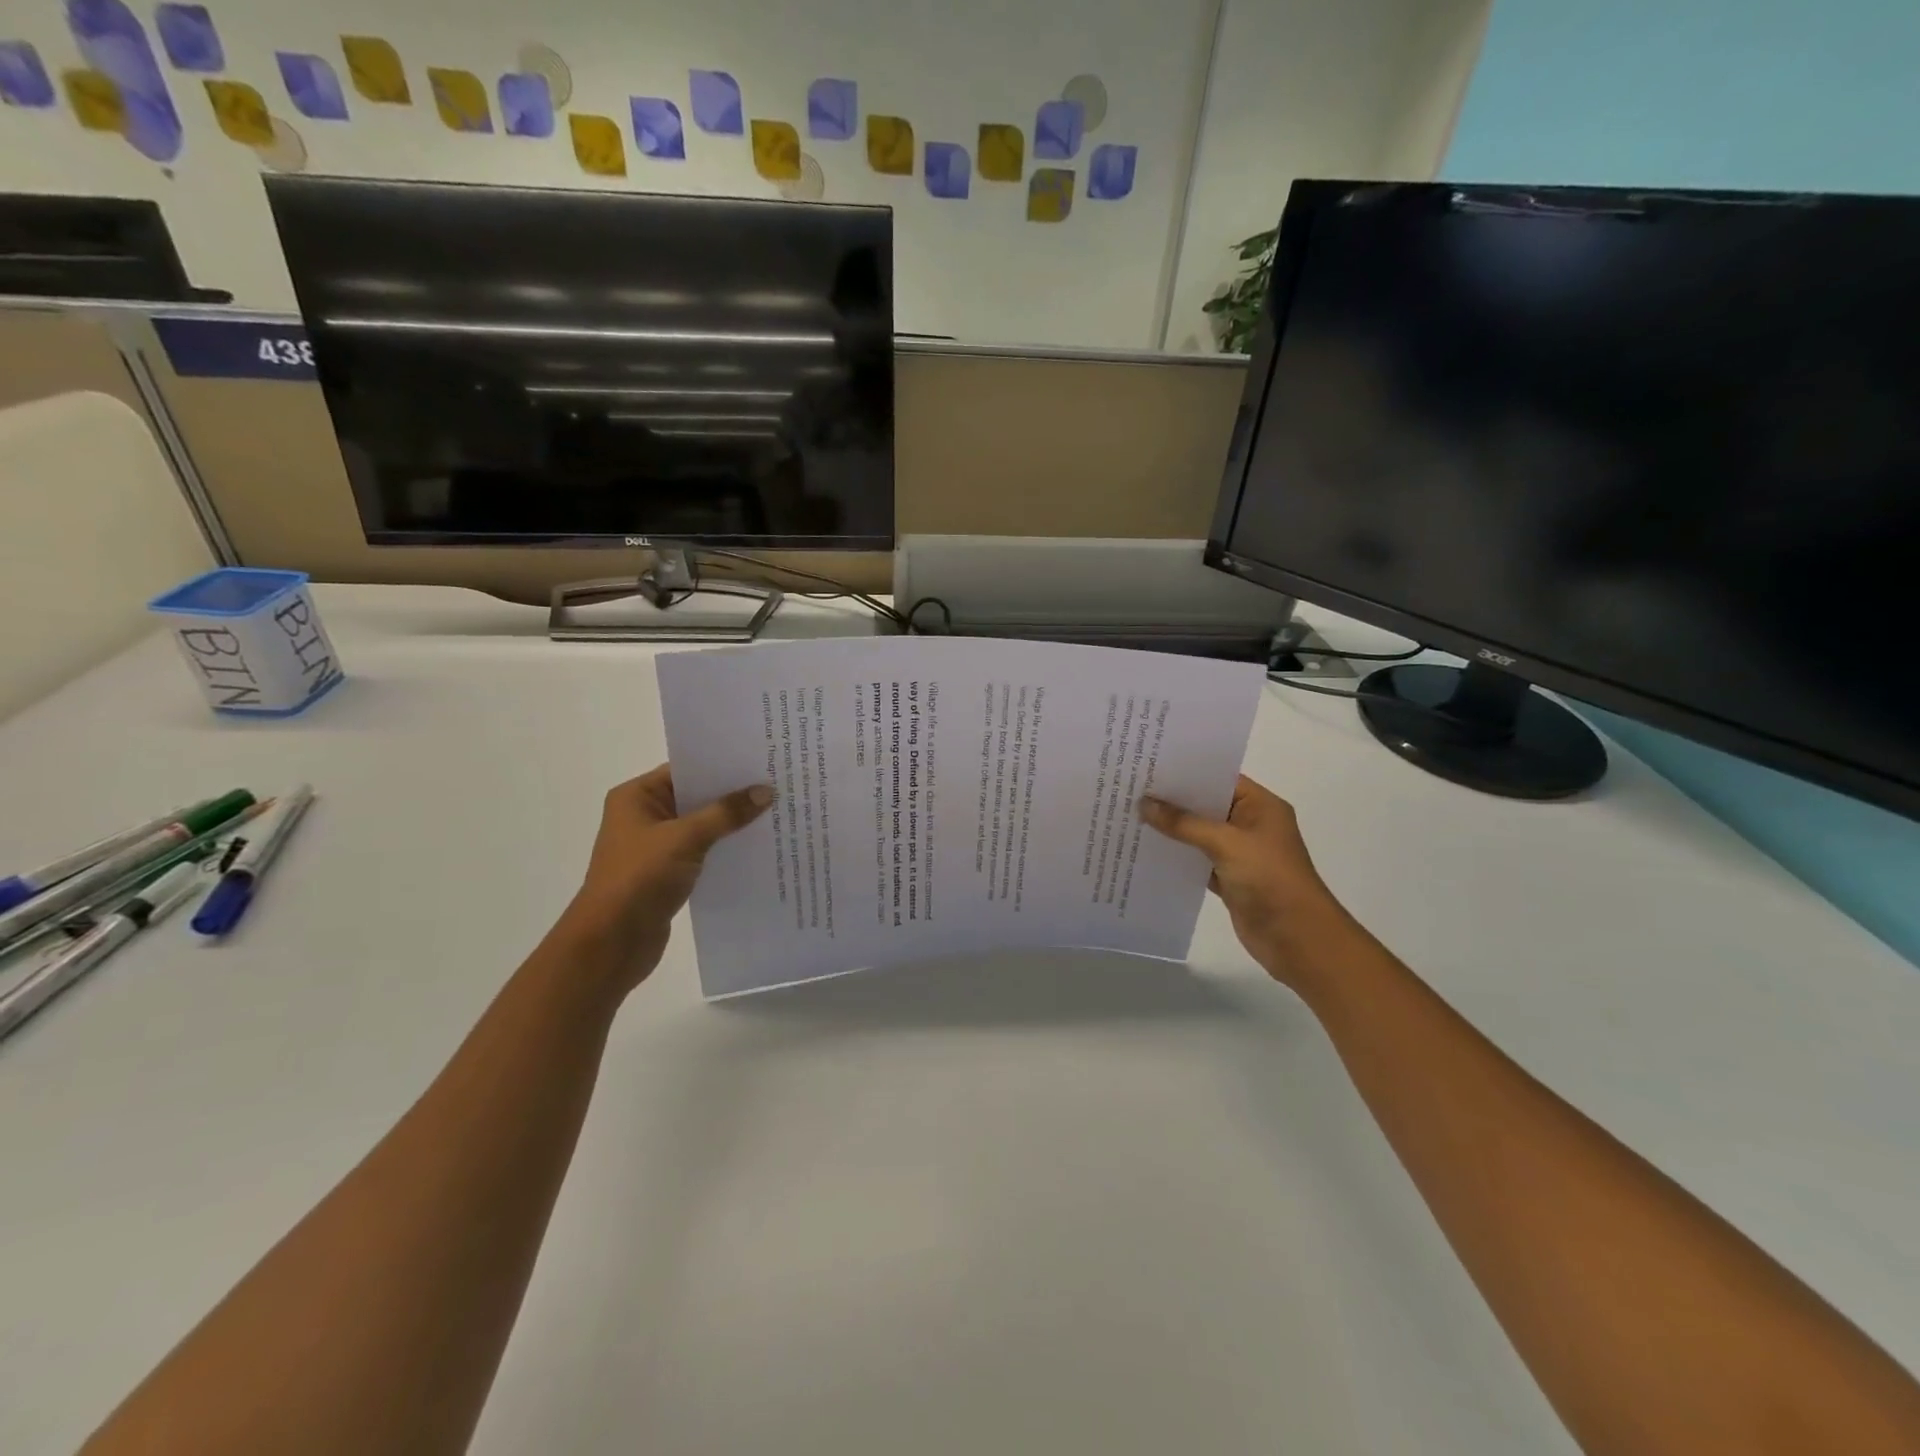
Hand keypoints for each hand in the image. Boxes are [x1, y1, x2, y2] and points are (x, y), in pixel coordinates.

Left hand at [559, 765, 771, 993]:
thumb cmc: (639, 879)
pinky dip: (725, 848)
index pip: (686, 769)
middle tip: (777, 783)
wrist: (611, 943)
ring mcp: (656, 846)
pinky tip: (758, 846)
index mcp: (636, 797)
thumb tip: (765, 791)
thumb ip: (726, 813)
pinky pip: (703, 850)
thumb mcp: (685, 838)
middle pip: (696, 796)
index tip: (760, 760)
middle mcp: (644, 816)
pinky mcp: (668, 873)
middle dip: (733, 794)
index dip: (722, 765)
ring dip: (732, 823)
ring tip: (776, 812)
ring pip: (702, 825)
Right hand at [1139, 775, 1352, 989]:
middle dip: (1172, 800)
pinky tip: (1147, 850)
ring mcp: (1240, 853)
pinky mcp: (1229, 879)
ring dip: (1171, 829)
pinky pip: (1197, 860)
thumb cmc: (1269, 879)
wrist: (1297, 938)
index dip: (1186, 772)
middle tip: (1132, 788)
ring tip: (1131, 814)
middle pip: (1206, 805)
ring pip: (1198, 834)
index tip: (1150, 765)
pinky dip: (1177, 856)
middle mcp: (1250, 824)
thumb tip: (1144, 804)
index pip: (1219, 778)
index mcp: (1260, 806)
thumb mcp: (1226, 843)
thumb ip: (1184, 823)